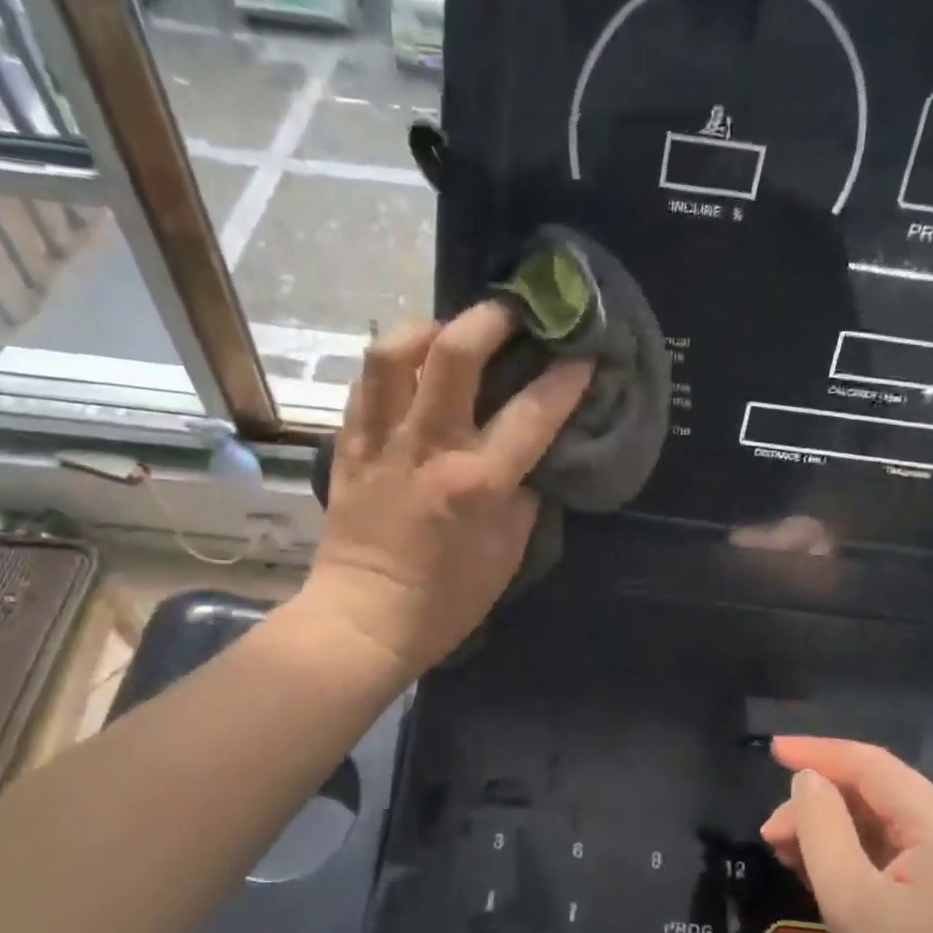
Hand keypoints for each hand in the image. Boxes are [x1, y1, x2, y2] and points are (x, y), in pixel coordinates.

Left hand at [305, 301, 592, 677]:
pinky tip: (411, 368)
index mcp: (476, 482)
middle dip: (492, 318)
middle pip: (454, 353)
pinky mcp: (348, 447)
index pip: (532, 411)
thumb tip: (531, 453)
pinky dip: (392, 365)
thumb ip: (526, 493)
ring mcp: (381, 442)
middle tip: (515, 311)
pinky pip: (365, 385)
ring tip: (451, 331)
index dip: (566, 376)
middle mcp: (427, 448)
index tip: (584, 353)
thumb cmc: (447, 599)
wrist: (364, 620)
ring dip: (428, 327)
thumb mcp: (509, 553)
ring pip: (393, 353)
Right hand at [760, 737, 932, 932]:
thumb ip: (821, 827)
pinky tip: (826, 877)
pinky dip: (854, 856)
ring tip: (788, 855)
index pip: (868, 763)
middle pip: (874, 792)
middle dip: (818, 803)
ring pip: (882, 824)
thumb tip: (808, 780)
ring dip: (832, 831)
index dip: (816, 751)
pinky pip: (895, 854)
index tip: (770, 750)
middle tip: (771, 836)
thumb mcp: (851, 900)